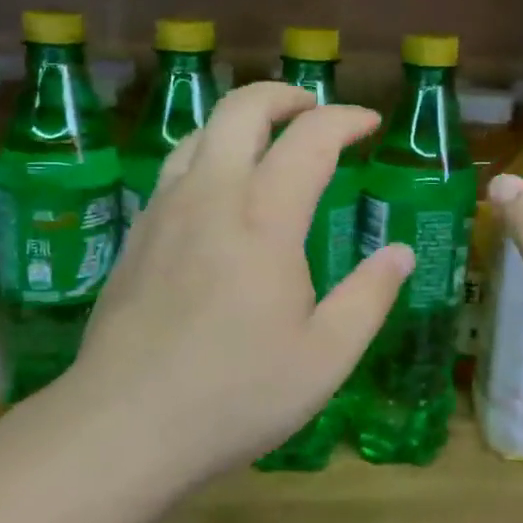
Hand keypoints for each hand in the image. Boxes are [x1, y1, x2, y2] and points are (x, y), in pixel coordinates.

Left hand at [58, 82, 412, 480]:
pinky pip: (175, 168)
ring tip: (270, 144)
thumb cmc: (236, 394)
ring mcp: (165, 211)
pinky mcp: (137, 234)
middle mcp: (211, 196)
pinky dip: (209, 154)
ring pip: (200, 132)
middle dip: (285, 95)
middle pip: (242, 109)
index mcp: (264, 218)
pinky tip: (221, 195)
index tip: (370, 124)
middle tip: (316, 111)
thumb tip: (400, 252)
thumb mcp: (326, 357)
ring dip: (242, 122)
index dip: (345, 119)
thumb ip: (370, 296)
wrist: (122, 426)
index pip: (310, 138)